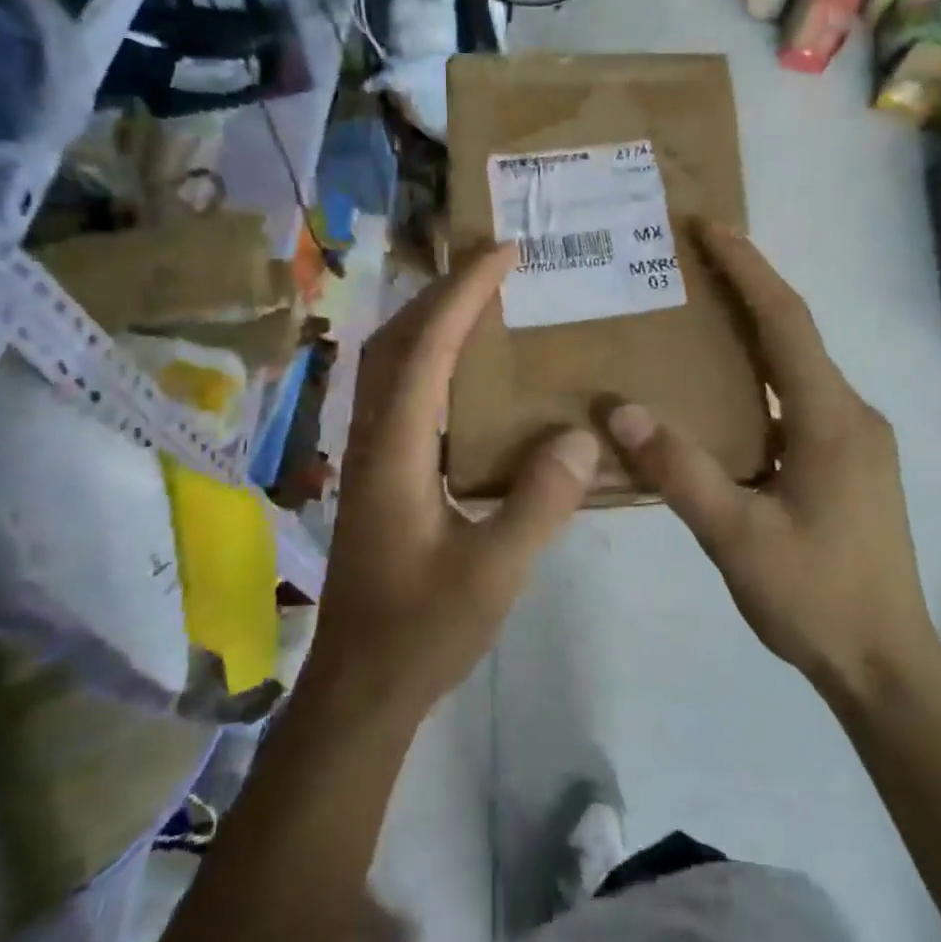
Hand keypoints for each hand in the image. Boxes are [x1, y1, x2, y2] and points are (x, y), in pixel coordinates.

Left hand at [306, 245, 598, 719]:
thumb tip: (580, 435)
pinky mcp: (377, 474)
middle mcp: (372, 439)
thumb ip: (539, 503)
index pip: (426, 350)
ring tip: (481, 299)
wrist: (359, 689)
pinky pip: (399, 392)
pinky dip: (428, 359)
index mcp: (394, 452)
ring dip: (430, 320)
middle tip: (493, 263)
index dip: (462, 293)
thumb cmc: (422, 632)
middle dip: (441, 291)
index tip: (501, 252)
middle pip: (394, 341)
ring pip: (389, 364)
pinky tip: (464, 372)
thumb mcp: (494, 574)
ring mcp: (368, 455)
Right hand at [604, 224, 938, 698]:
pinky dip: (763, 374)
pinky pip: (801, 397)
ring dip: (755, 331)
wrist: (889, 666)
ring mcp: (857, 439)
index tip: (709, 227)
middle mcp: (852, 414)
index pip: (786, 322)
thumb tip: (619, 410)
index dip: (748, 268)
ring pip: (799, 366)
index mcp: (830, 419)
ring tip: (699, 314)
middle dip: (748, 288)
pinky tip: (725, 392)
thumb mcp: (737, 538)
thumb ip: (679, 471)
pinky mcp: (851, 462)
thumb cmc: (816, 599)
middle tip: (691, 262)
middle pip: (795, 333)